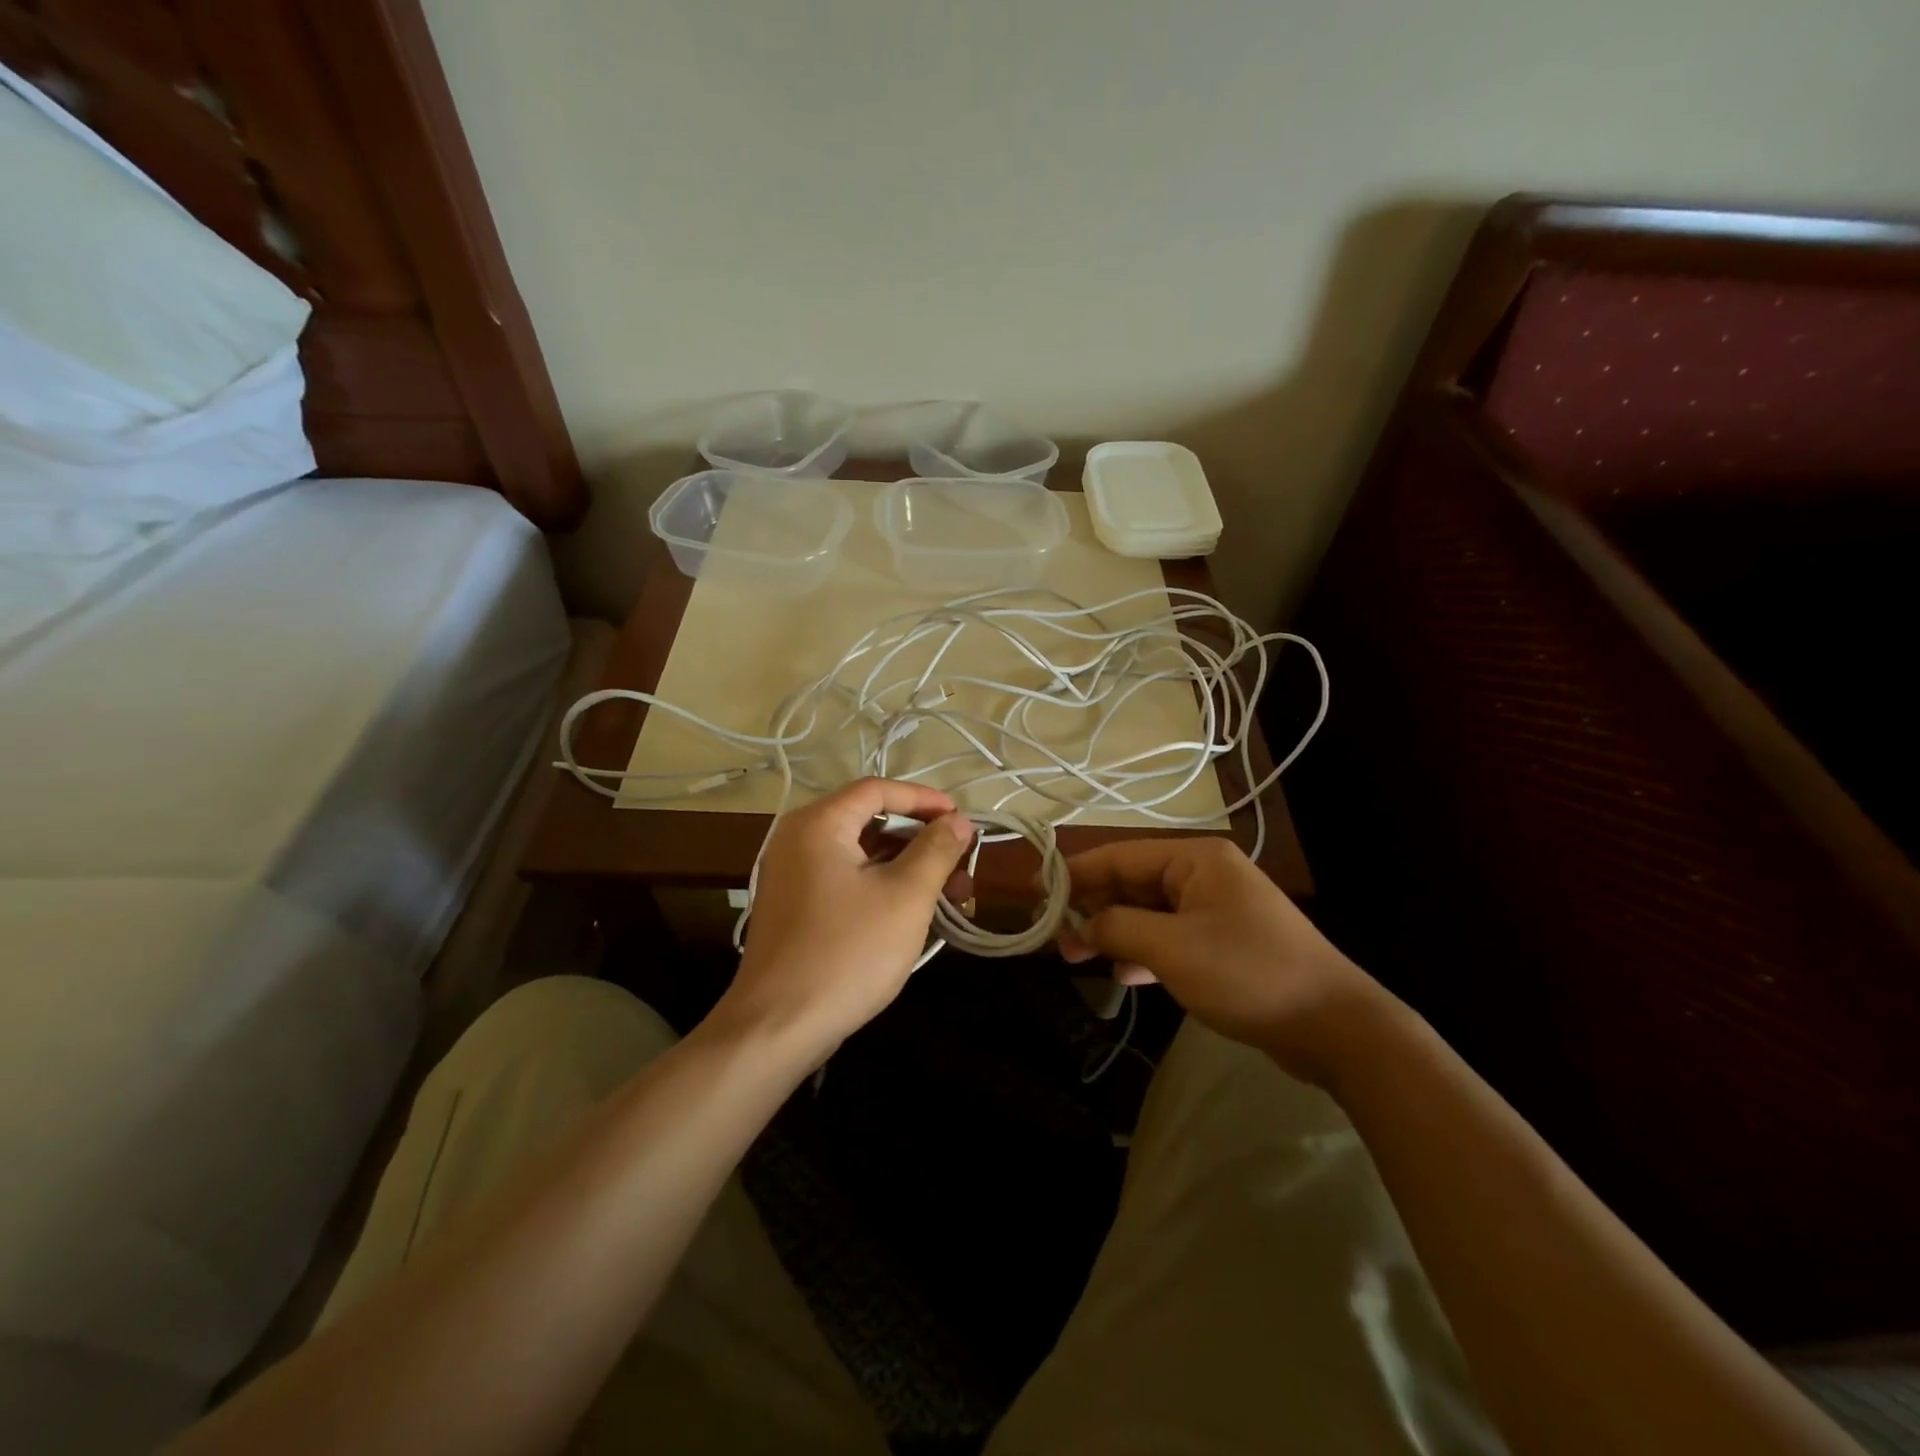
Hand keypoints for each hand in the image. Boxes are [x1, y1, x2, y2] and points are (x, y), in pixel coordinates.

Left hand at [722, 778, 973, 1055]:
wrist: (777, 1027)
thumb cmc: (847, 952)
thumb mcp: (905, 897)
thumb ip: (936, 850)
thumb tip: (958, 821)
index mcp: (819, 824)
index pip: (878, 789)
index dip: (925, 800)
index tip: (962, 820)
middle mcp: (798, 839)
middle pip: (871, 822)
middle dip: (923, 843)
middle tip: (963, 869)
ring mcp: (792, 876)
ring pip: (862, 857)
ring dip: (908, 870)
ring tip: (951, 900)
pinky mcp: (795, 908)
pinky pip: (846, 882)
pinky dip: (883, 889)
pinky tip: (915, 916)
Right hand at [1057, 837, 1397, 1086]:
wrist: (1334, 1027)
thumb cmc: (1248, 973)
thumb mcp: (1172, 949)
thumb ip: (1118, 929)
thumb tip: (1079, 927)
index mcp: (1196, 859)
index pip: (1120, 856)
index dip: (1076, 873)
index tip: (1038, 892)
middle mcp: (1205, 875)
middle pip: (1133, 883)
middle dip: (1094, 908)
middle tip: (1056, 937)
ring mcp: (1216, 910)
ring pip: (1149, 912)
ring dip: (1115, 932)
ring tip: (1078, 957)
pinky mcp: (1224, 943)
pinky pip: (1170, 937)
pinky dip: (1144, 952)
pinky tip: (1123, 975)